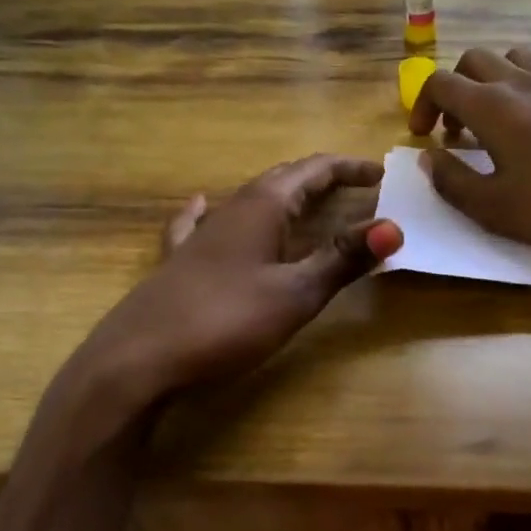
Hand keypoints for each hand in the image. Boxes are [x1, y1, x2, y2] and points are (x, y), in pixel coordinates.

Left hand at [51, 155, 402, 423]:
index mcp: (263, 207)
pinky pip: (202, 222)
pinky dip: (217, 210)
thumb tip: (394, 227)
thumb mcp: (295, 294)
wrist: (136, 361)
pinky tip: (203, 205)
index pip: (314, 170)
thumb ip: (343, 259)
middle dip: (322, 178)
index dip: (349, 169)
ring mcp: (201, 234)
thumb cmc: (225, 322)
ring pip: (250, 199)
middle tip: (356, 187)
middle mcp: (231, 209)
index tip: (381, 175)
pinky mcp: (180, 262)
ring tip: (308, 201)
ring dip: (285, 195)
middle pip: (283, 179)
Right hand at [408, 47, 530, 259]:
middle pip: (473, 59)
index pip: (440, 83)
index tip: (424, 137)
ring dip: (494, 79)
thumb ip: (452, 181)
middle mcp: (521, 82)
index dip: (421, 105)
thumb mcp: (494, 208)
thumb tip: (429, 157)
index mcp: (492, 106)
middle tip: (457, 129)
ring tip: (497, 116)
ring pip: (514, 58)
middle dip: (455, 89)